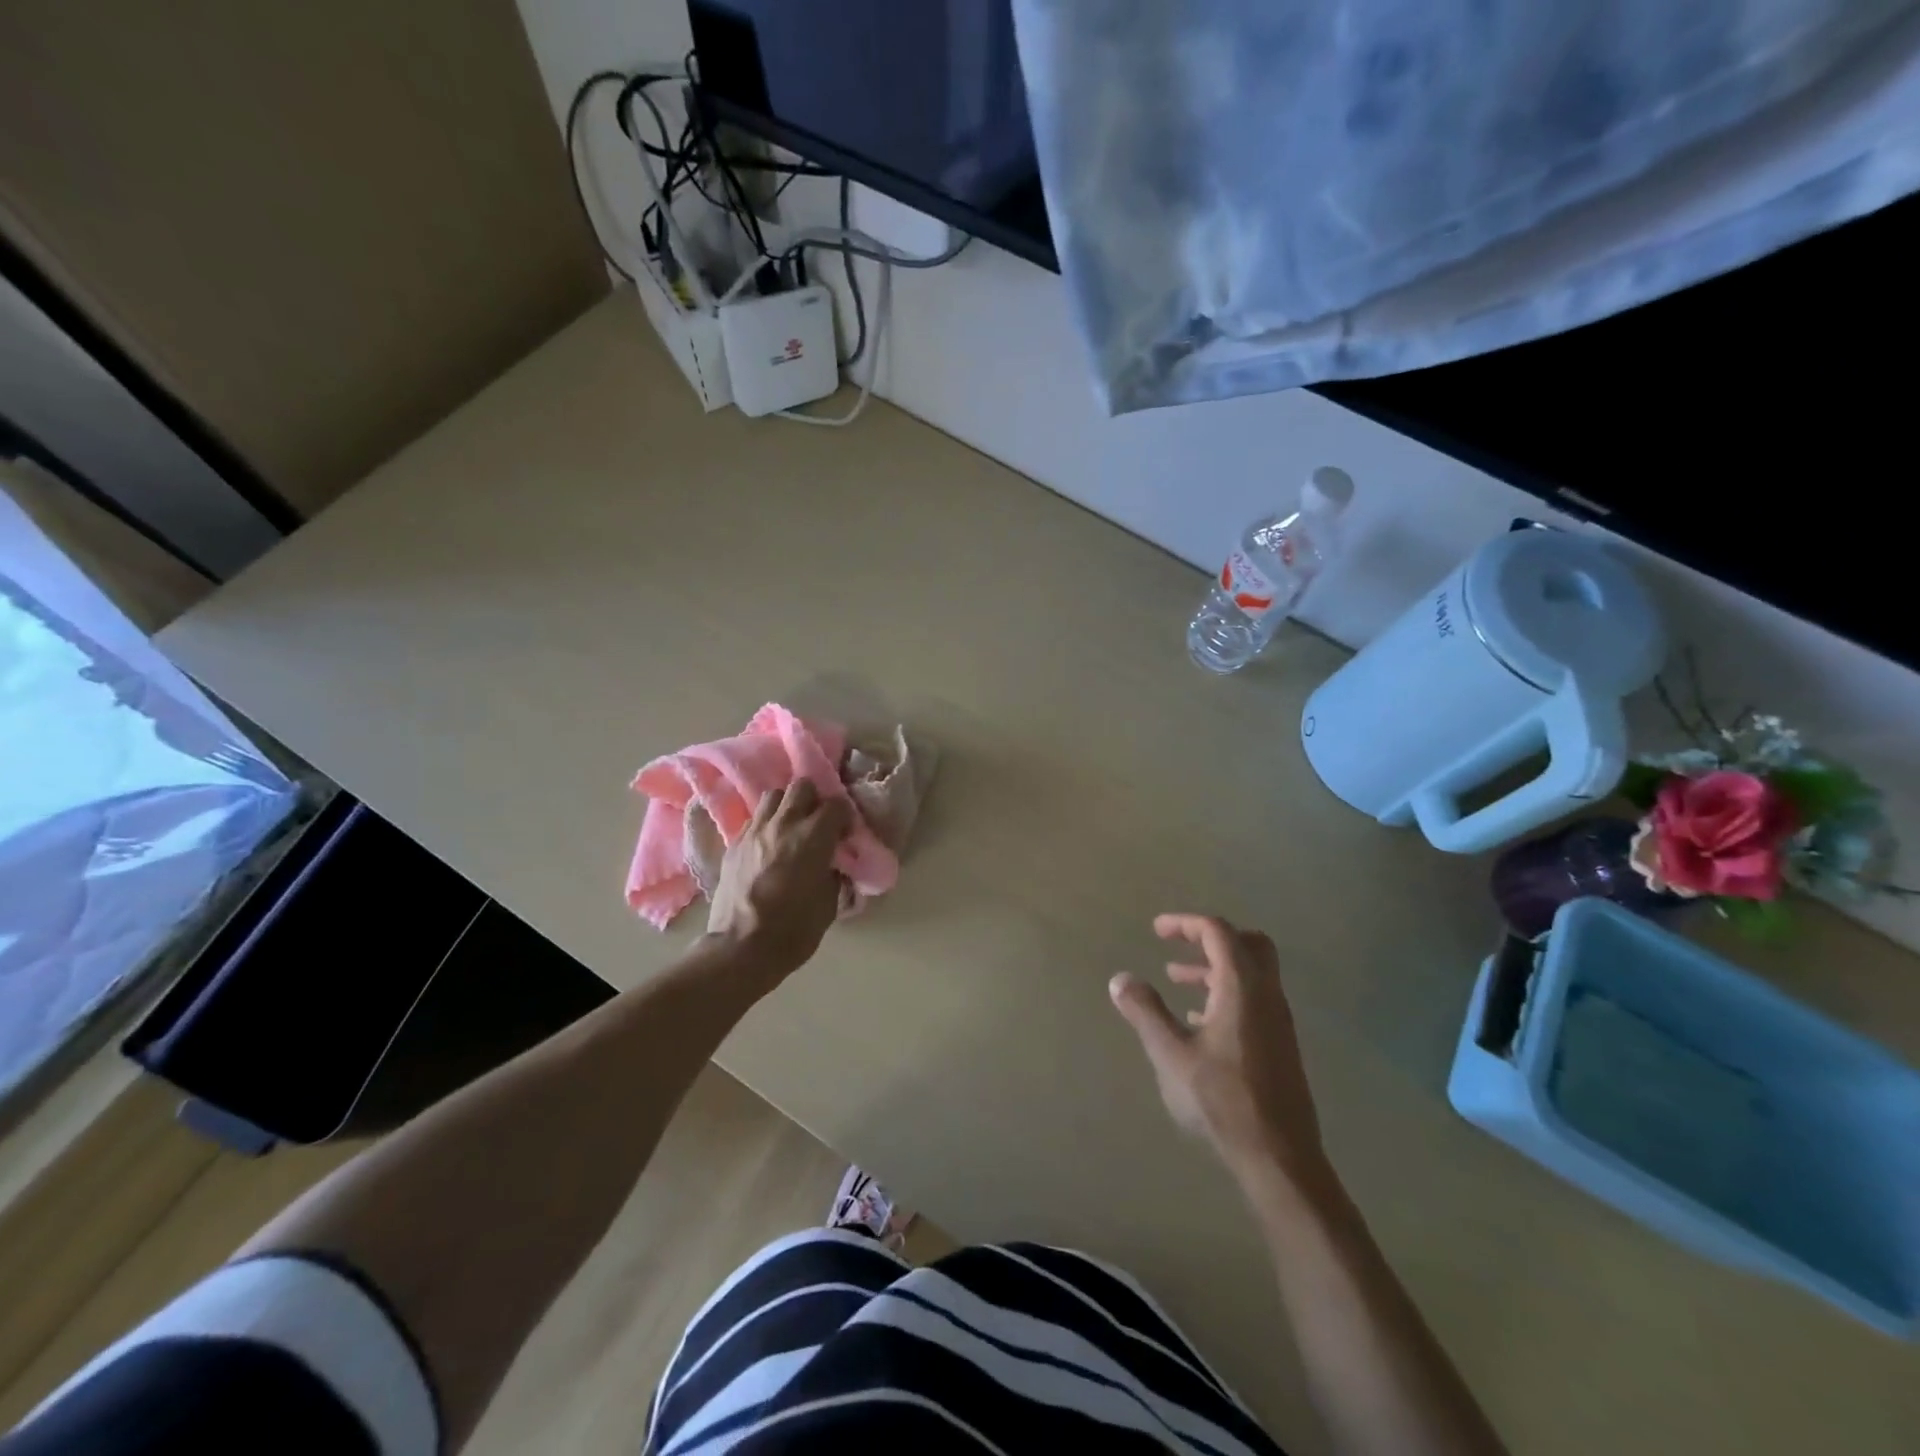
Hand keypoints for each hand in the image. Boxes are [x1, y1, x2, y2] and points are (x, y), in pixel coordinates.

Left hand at [707, 780, 851, 971]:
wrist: (741, 948)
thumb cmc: (794, 930)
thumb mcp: (830, 902)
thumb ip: (834, 873)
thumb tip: (833, 863)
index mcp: (813, 837)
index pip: (836, 804)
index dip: (844, 817)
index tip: (845, 834)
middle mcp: (784, 824)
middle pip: (802, 787)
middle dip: (814, 800)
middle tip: (818, 823)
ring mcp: (755, 831)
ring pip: (773, 796)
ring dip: (787, 807)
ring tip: (790, 828)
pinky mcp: (734, 844)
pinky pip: (753, 820)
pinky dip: (765, 825)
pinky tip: (768, 846)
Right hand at [1110, 913, 1329, 1191]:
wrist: (1279, 1157)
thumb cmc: (1221, 1099)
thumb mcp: (1170, 1054)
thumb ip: (1145, 1011)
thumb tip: (1121, 979)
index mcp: (1241, 987)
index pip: (1217, 932)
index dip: (1186, 924)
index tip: (1157, 931)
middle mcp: (1266, 995)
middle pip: (1247, 943)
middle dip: (1209, 937)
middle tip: (1177, 945)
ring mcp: (1278, 1021)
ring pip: (1251, 973)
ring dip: (1215, 967)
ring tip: (1177, 981)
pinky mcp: (1280, 1044)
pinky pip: (1254, 999)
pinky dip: (1226, 992)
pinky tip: (1199, 1022)